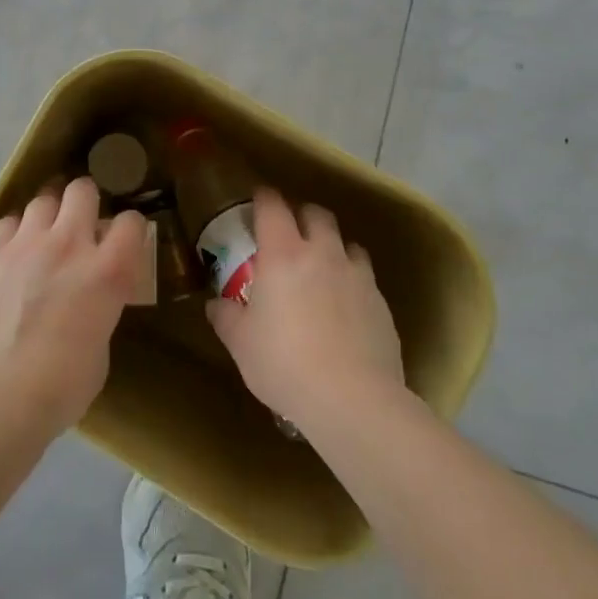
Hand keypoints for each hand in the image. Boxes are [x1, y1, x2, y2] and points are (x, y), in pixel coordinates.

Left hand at [0, 177, 147, 431]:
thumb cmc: (58, 388)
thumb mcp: (100, 349)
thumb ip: (100, 310)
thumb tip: (89, 302)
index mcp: (107, 271)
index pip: (131, 222)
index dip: (129, 229)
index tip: (123, 241)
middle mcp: (68, 244)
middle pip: (82, 190)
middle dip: (85, 201)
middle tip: (80, 224)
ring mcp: (24, 243)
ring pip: (42, 200)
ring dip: (49, 215)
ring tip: (43, 237)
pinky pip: (8, 223)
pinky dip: (16, 233)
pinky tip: (13, 254)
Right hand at [207, 189, 404, 429]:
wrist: (354, 400)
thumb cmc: (285, 364)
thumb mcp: (241, 344)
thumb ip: (226, 317)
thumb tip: (216, 305)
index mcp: (283, 254)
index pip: (273, 206)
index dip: (263, 198)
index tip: (257, 200)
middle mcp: (322, 253)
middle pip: (316, 214)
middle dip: (302, 216)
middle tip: (289, 234)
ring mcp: (357, 276)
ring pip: (346, 242)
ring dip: (332, 246)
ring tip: (321, 268)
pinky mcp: (381, 303)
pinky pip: (364, 276)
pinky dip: (352, 279)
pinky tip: (344, 306)